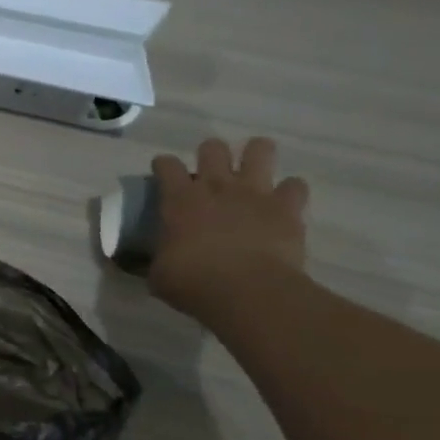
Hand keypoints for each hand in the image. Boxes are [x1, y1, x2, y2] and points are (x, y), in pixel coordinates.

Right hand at [148, 138, 308, 319]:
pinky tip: (284, 202)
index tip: (163, 173)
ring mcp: (255, 193)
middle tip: (210, 173)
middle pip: (213, 148)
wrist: (247, 291)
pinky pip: (295, 185)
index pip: (167, 165)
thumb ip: (153, 261)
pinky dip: (290, 191)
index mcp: (180, 199)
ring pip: (259, 150)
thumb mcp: (159, 275)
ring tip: (252, 169)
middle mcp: (217, 186)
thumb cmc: (193, 282)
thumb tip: (144, 265)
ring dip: (255, 156)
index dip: (163, 165)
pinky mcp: (287, 207)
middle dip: (210, 155)